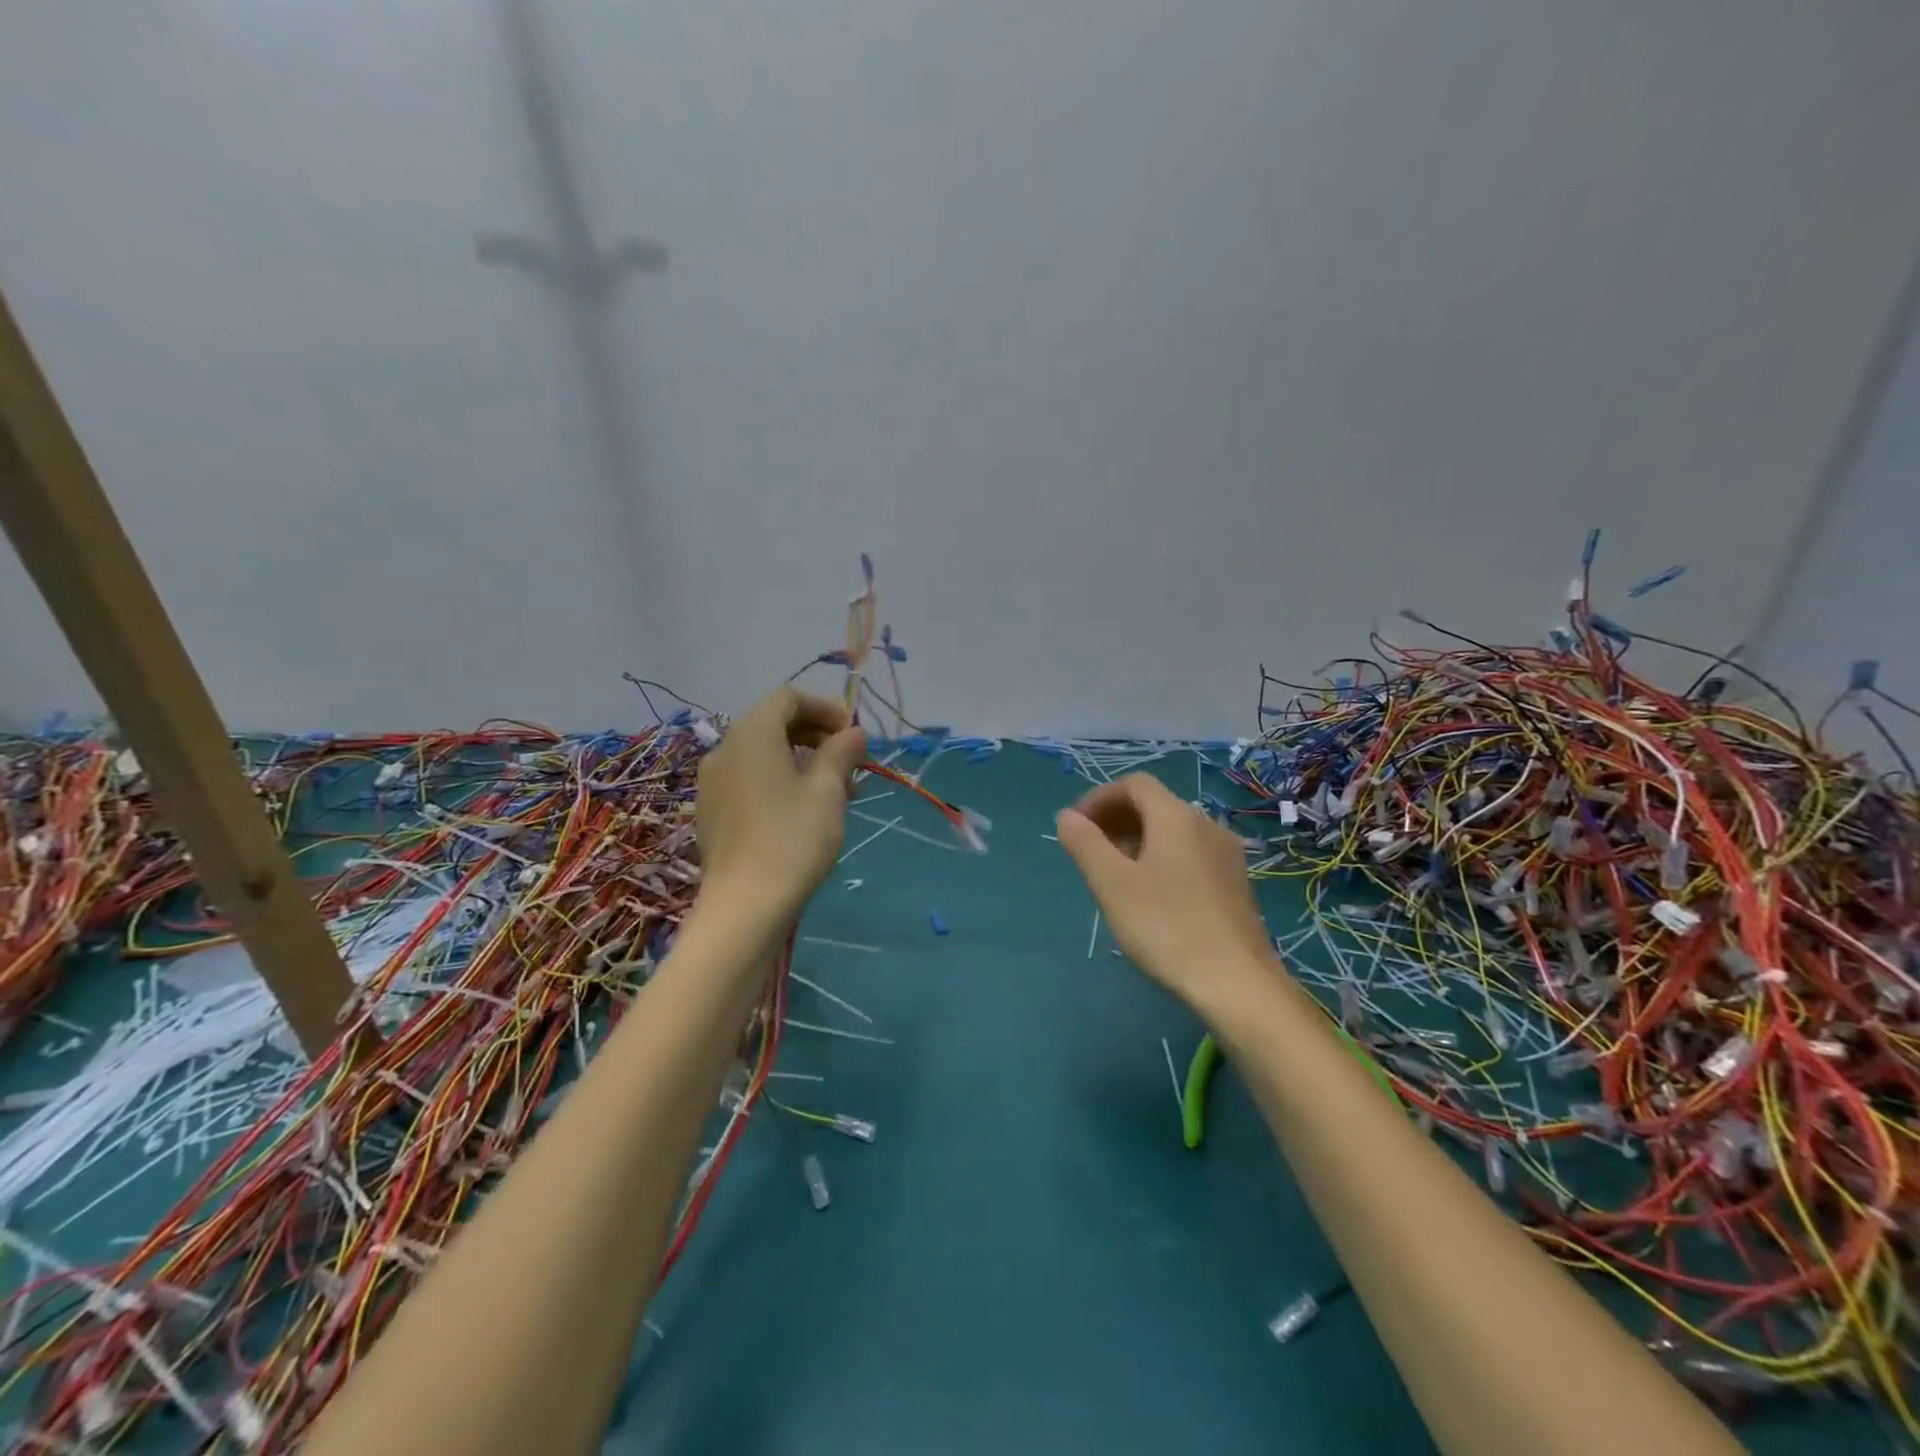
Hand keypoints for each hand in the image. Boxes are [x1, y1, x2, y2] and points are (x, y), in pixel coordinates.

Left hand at [695, 688, 868, 918]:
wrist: (745, 906)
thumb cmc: (792, 838)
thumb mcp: (828, 791)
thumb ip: (841, 752)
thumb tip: (854, 733)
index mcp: (751, 734)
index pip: (788, 698)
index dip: (825, 708)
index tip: (853, 735)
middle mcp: (724, 749)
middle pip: (774, 723)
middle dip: (816, 735)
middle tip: (850, 763)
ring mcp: (712, 782)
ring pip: (763, 754)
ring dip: (801, 760)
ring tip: (835, 793)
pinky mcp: (711, 811)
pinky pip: (749, 779)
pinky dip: (779, 781)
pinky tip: (803, 812)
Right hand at [1055, 774, 1279, 1011]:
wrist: (1237, 982)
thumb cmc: (1166, 926)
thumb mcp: (1112, 884)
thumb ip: (1085, 844)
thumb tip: (1067, 816)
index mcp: (1176, 816)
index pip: (1134, 785)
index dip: (1099, 798)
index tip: (1076, 827)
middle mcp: (1205, 824)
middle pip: (1154, 805)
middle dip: (1116, 819)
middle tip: (1088, 851)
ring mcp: (1225, 854)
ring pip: (1172, 831)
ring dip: (1137, 840)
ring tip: (1113, 875)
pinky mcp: (1234, 883)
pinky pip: (1189, 853)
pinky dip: (1161, 858)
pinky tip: (1149, 895)